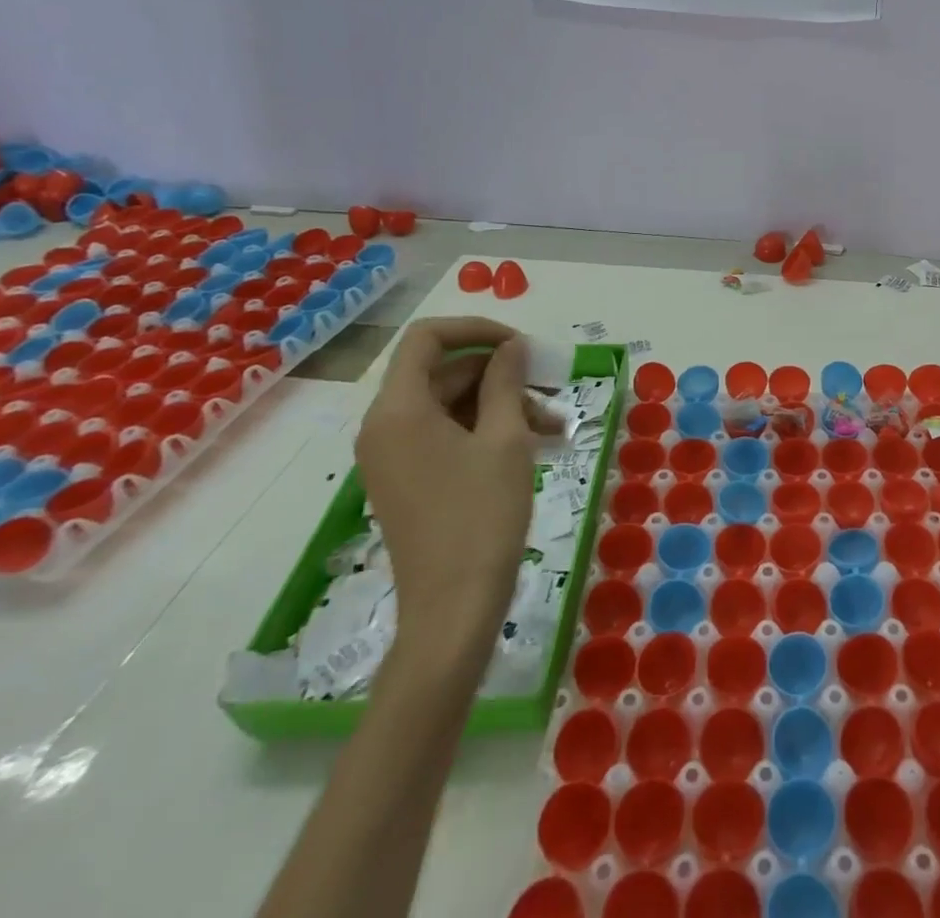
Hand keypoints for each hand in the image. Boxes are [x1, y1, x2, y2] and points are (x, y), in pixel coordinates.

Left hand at [356, 317, 533, 668]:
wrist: (453, 609)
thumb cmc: (482, 516)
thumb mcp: (506, 439)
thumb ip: (506, 381)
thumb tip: (512, 346)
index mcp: (399, 409)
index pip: (428, 338)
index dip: (477, 329)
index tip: (520, 345)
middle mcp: (385, 426)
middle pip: (443, 371)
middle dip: (500, 373)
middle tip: (550, 387)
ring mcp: (393, 455)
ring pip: (450, 404)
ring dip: (502, 404)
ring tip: (554, 424)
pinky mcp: (407, 479)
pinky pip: (445, 434)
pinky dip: (486, 430)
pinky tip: (535, 443)